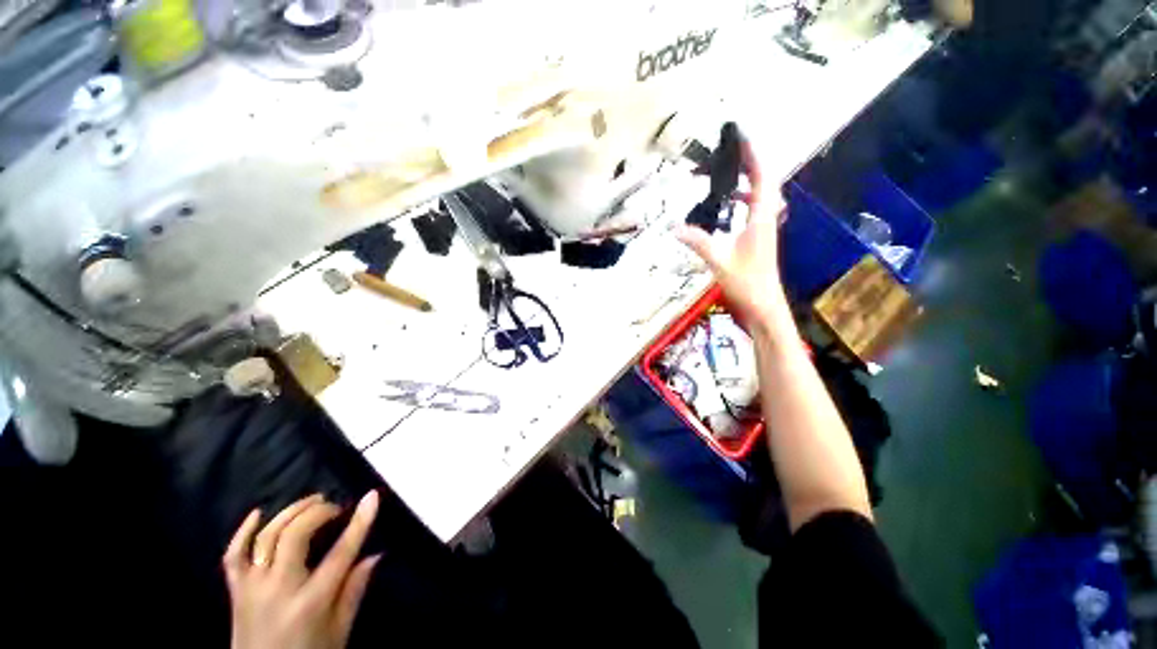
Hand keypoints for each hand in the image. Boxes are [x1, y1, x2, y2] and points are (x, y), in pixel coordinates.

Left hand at [224, 492, 381, 648]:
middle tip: (335, 507)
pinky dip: (243, 531)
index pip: (340, 554)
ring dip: (290, 513)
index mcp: (310, 603)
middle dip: (318, 512)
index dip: (359, 522)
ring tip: (311, 501)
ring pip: (266, 537)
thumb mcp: (338, 633)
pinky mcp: (235, 591)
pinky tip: (258, 513)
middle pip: (295, 536)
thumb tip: (375, 554)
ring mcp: (252, 588)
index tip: (372, 496)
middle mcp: (279, 589)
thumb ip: (354, 592)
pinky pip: (233, 555)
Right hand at [676, 137, 787, 324]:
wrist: (764, 305)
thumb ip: (698, 242)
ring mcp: (765, 228)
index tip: (742, 137)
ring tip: (728, 173)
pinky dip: (744, 199)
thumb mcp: (718, 261)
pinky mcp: (760, 237)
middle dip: (751, 162)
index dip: (754, 155)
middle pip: (765, 181)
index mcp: (761, 218)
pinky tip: (729, 204)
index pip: (762, 178)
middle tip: (731, 151)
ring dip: (748, 180)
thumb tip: (674, 227)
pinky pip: (756, 208)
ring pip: (762, 194)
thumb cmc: (746, 283)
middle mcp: (767, 218)